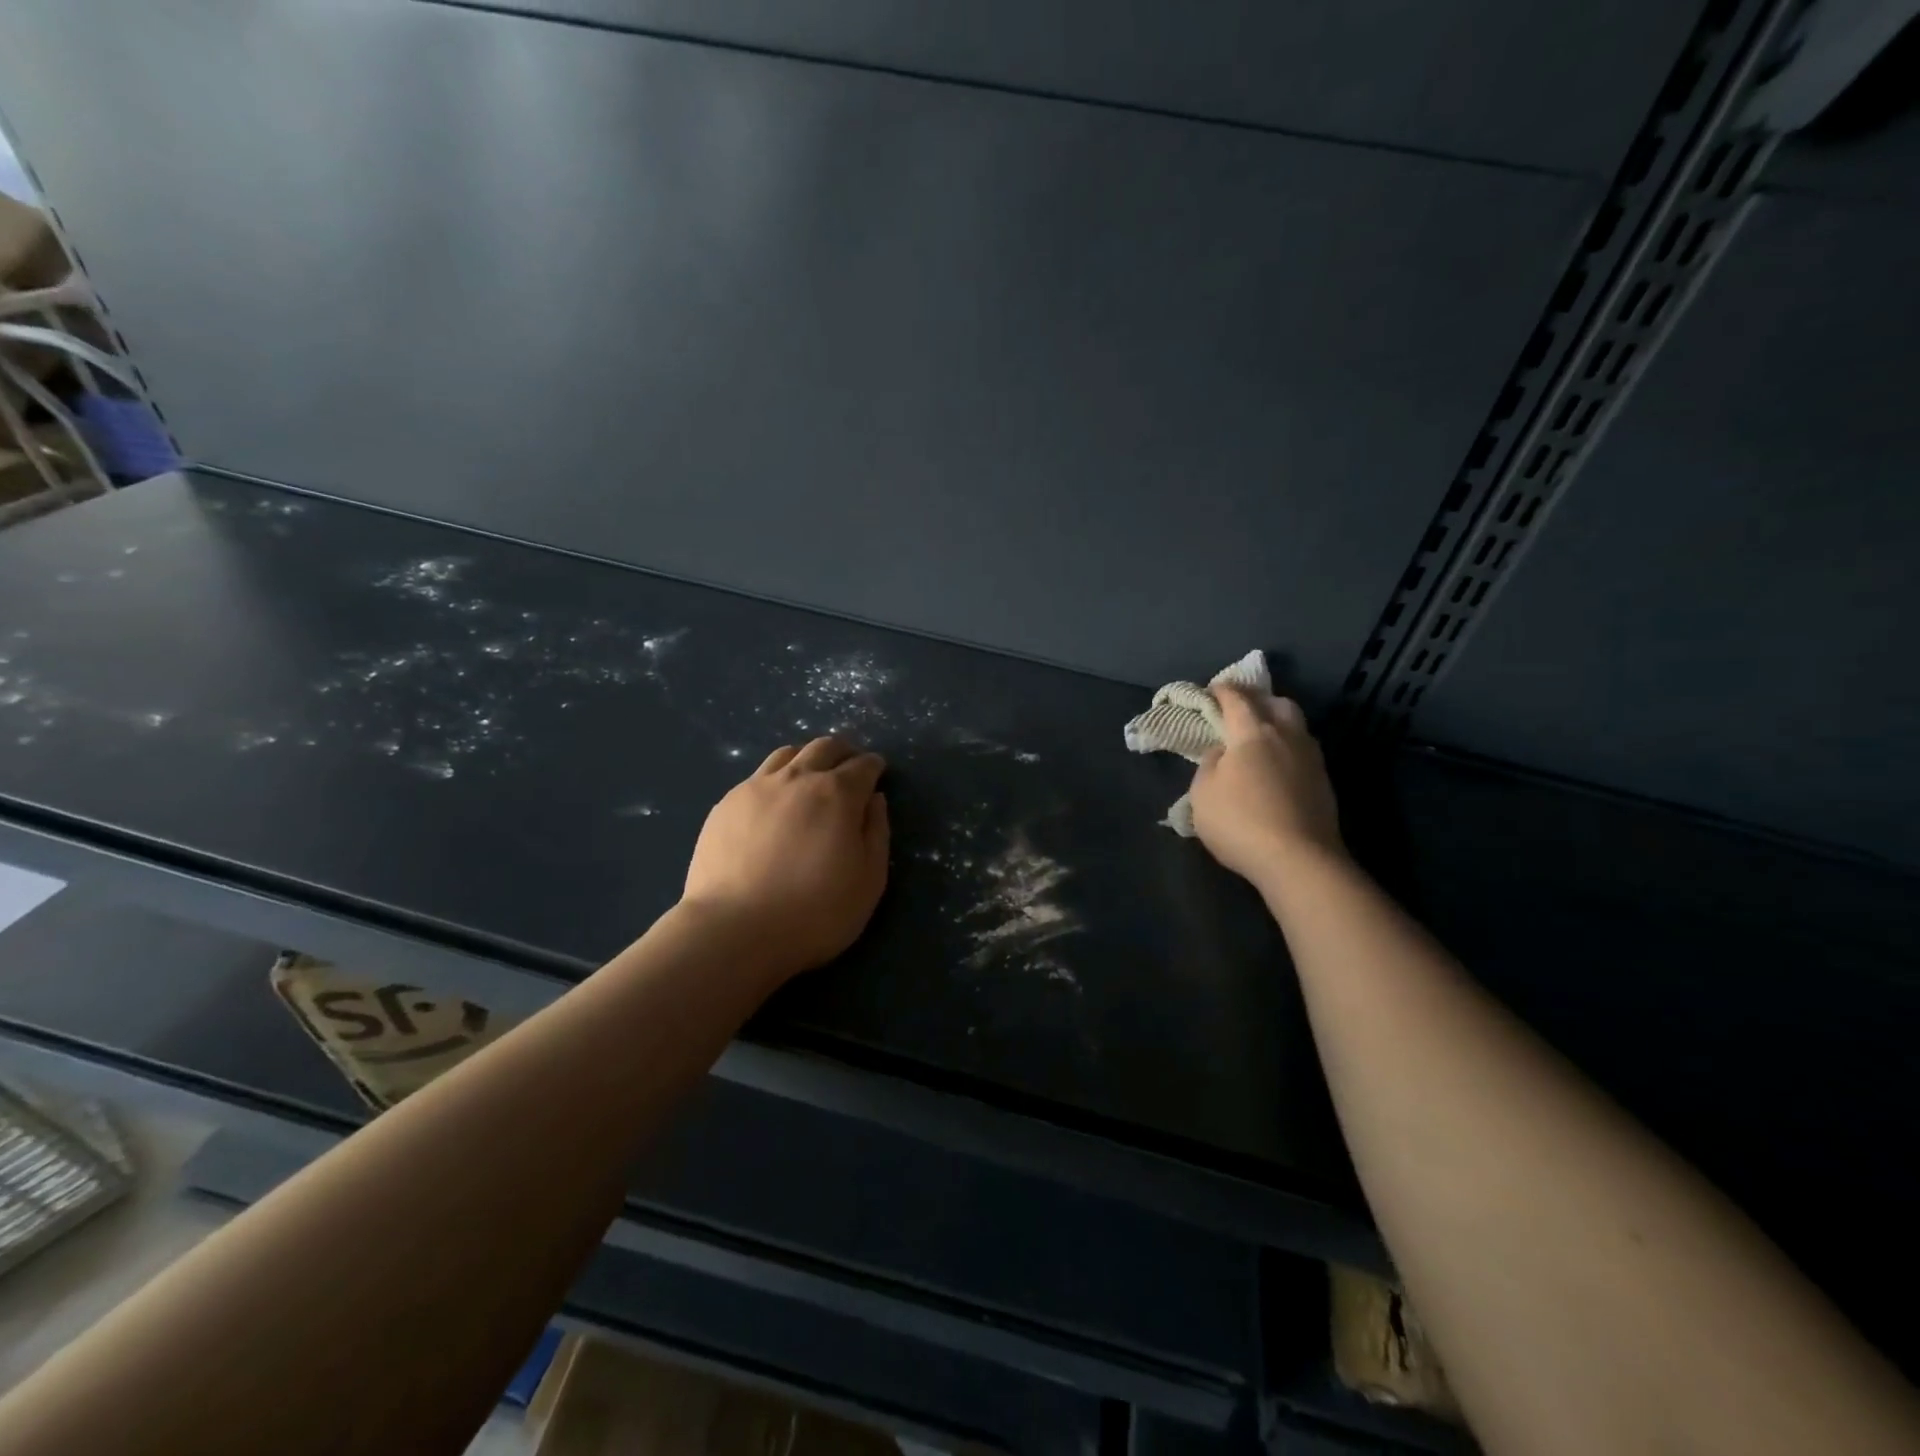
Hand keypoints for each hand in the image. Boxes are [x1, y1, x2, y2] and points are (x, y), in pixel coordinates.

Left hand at [680, 737, 889, 981]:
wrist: (733, 930)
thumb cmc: (814, 912)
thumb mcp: (869, 881)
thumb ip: (877, 833)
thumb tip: (875, 800)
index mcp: (837, 794)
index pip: (862, 765)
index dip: (874, 766)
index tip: (877, 771)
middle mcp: (797, 779)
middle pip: (824, 747)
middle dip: (843, 752)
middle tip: (849, 766)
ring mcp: (756, 787)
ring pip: (787, 755)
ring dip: (807, 759)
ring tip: (811, 778)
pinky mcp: (726, 804)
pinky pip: (758, 777)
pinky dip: (776, 780)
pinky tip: (774, 804)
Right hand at [1189, 686, 1342, 881]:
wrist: (1299, 860)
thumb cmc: (1240, 822)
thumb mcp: (1203, 793)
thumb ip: (1210, 764)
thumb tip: (1223, 752)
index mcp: (1253, 732)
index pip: (1238, 699)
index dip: (1223, 691)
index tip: (1213, 689)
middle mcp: (1287, 736)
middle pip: (1278, 703)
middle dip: (1259, 700)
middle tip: (1242, 710)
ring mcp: (1311, 759)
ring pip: (1297, 726)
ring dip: (1278, 723)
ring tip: (1262, 737)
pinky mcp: (1324, 782)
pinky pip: (1304, 751)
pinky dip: (1288, 748)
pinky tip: (1278, 765)